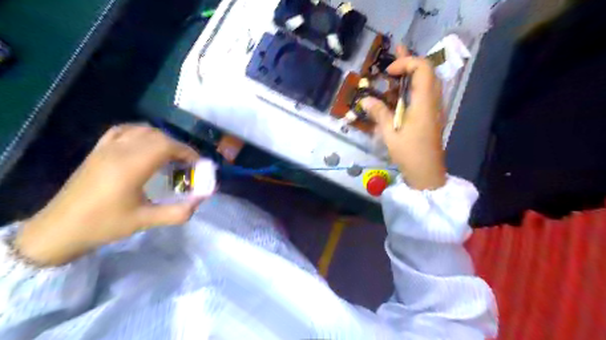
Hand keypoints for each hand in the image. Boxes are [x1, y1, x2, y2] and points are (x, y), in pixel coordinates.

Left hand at [15, 125, 203, 264]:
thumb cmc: (105, 225)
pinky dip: (141, 133)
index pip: (166, 145)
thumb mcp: (146, 221)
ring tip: (169, 156)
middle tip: (186, 164)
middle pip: (157, 136)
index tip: (197, 164)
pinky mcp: (97, 150)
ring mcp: (106, 148)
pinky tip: (145, 145)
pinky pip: (123, 130)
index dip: (187, 151)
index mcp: (131, 167)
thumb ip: (179, 212)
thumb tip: (202, 199)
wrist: (59, 229)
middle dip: (178, 146)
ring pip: (142, 130)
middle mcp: (119, 151)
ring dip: (161, 139)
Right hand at [361, 46, 445, 188]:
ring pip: (426, 81)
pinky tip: (398, 90)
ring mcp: (433, 108)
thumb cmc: (409, 153)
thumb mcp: (390, 134)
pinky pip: (423, 93)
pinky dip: (411, 86)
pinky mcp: (430, 116)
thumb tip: (365, 100)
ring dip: (411, 71)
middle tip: (395, 50)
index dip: (406, 62)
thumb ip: (379, 113)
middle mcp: (432, 101)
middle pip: (427, 70)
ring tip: (395, 66)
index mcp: (425, 102)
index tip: (388, 72)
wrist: (427, 172)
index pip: (422, 68)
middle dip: (409, 60)